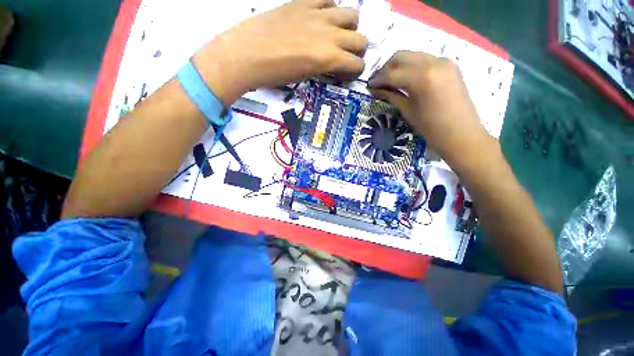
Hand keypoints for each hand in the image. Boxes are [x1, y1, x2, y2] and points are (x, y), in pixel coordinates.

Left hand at [194, 0, 367, 106]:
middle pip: (361, 39)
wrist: (247, 54)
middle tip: (345, 56)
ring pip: (351, 14)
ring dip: (349, 27)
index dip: (355, 71)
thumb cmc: (275, 74)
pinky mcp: (303, 2)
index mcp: (329, 58)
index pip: (357, 64)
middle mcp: (330, 34)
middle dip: (357, 51)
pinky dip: (330, 8)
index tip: (347, 74)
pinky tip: (321, 17)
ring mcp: (318, 14)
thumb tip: (332, 64)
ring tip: (337, 34)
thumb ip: (324, 67)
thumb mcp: (306, 77)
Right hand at [368, 51, 494, 162]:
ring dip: (398, 65)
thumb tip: (375, 89)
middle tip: (378, 81)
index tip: (368, 85)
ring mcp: (444, 61)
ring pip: (413, 55)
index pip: (392, 73)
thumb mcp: (408, 111)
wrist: (462, 134)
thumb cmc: (431, 128)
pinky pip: (425, 59)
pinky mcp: (450, 65)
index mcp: (422, 77)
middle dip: (386, 67)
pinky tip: (406, 78)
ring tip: (390, 79)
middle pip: (401, 56)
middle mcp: (433, 62)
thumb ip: (391, 96)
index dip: (378, 79)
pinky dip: (412, 66)